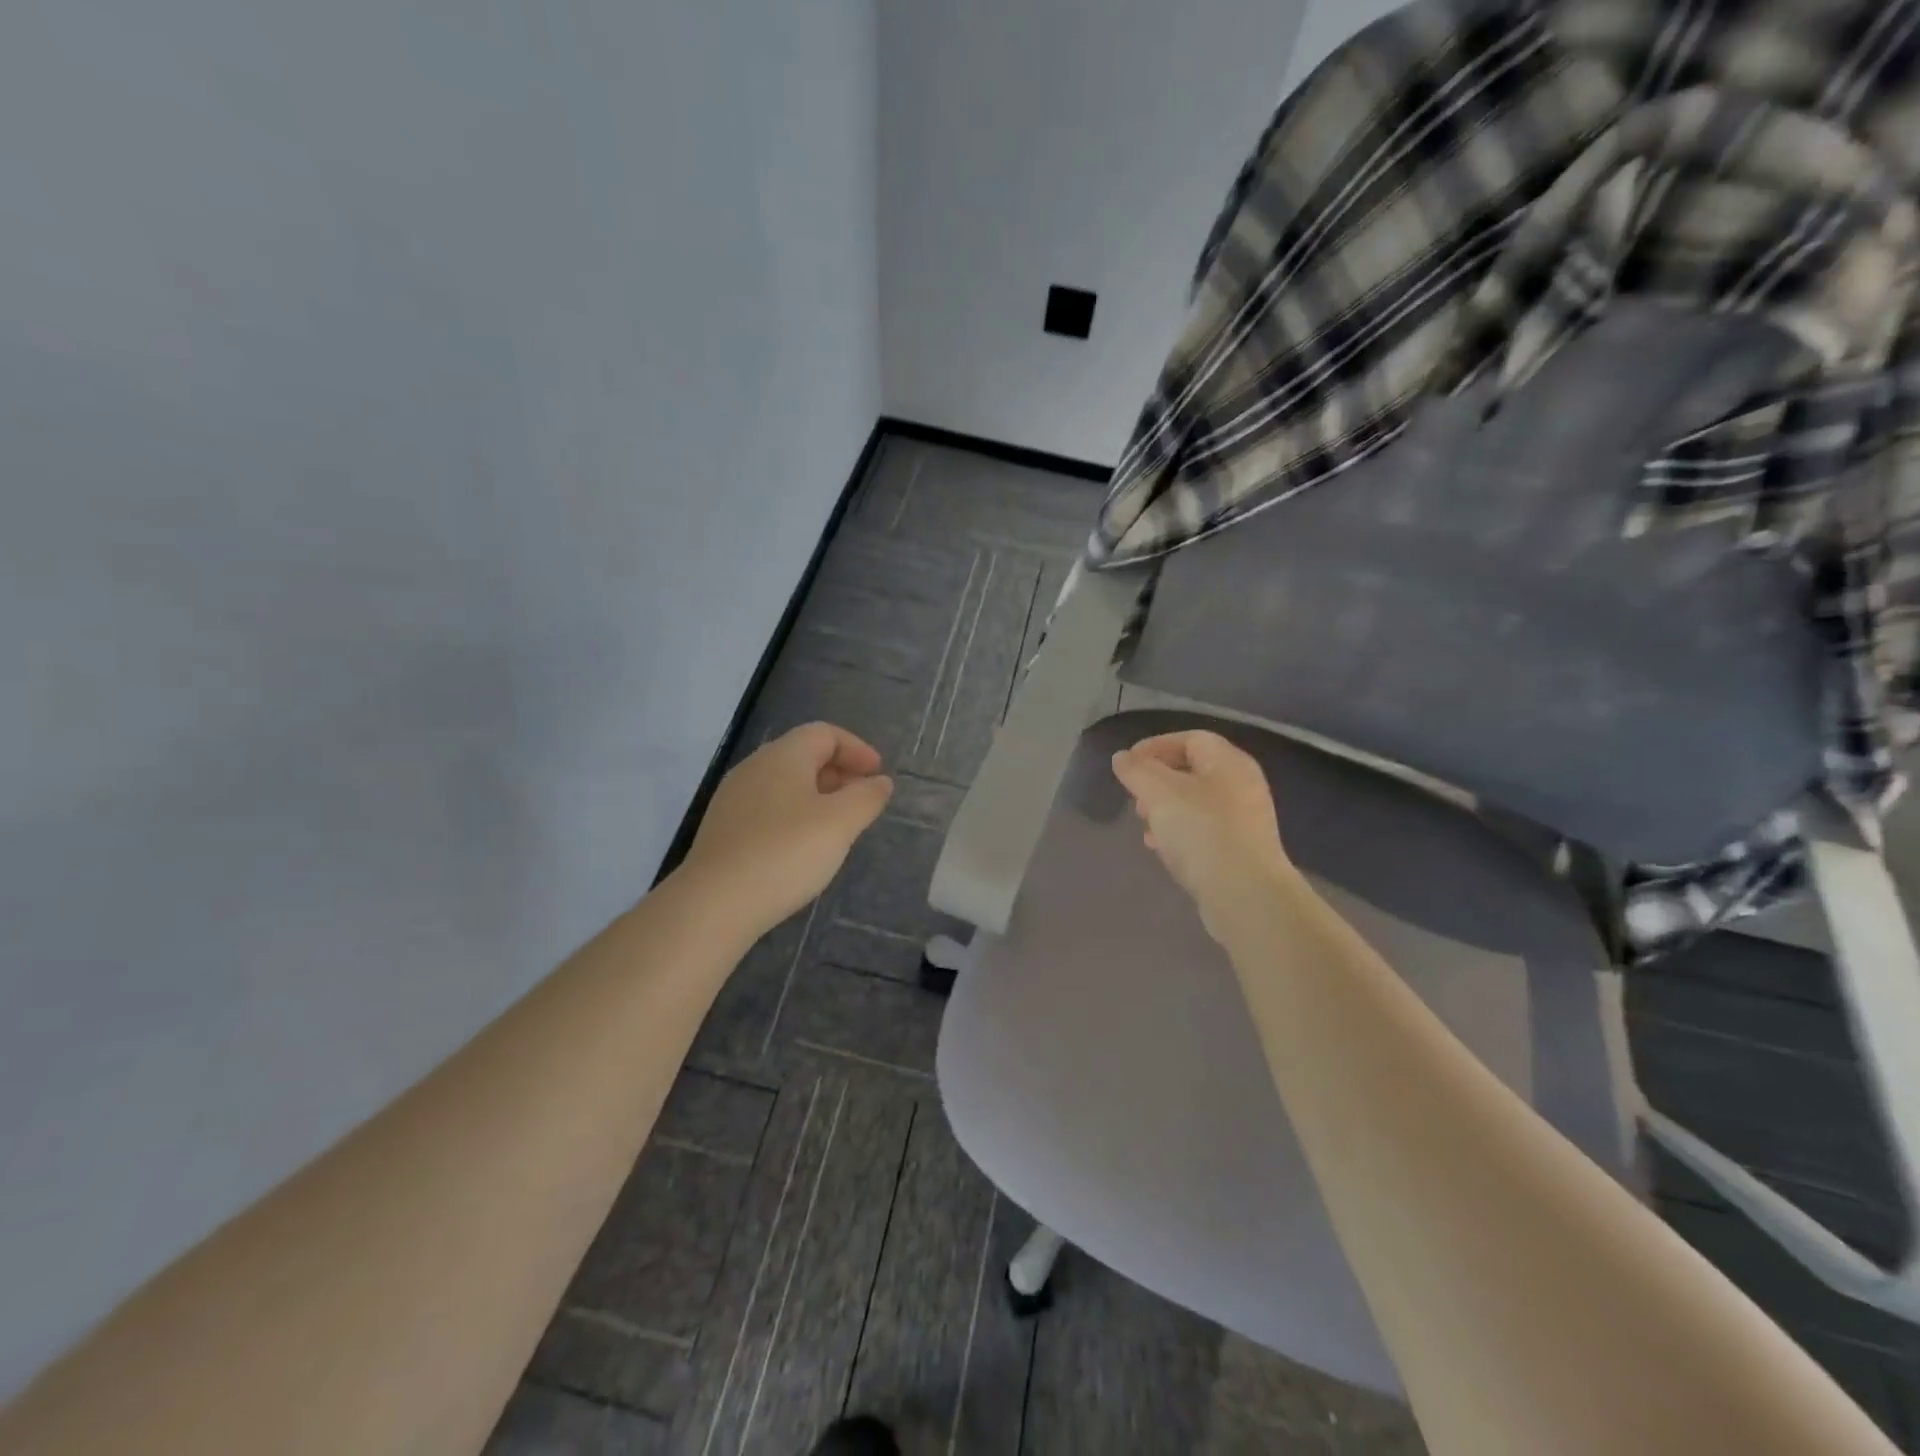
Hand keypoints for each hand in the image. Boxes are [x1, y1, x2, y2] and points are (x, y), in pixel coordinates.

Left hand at [681, 722, 893, 935]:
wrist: (714, 904)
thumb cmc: (786, 852)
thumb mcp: (840, 823)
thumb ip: (866, 797)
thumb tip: (880, 782)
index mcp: (783, 756)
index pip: (824, 733)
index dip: (856, 749)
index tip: (878, 774)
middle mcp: (754, 768)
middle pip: (802, 755)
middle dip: (838, 771)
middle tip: (863, 799)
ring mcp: (733, 799)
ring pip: (784, 783)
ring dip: (817, 795)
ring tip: (838, 825)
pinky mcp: (723, 829)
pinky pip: (767, 808)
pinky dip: (794, 814)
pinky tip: (803, 846)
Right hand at [1111, 730, 1294, 938]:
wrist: (1245, 895)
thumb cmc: (1202, 832)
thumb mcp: (1159, 793)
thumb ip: (1137, 771)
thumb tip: (1123, 757)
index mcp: (1228, 762)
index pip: (1190, 739)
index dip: (1155, 746)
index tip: (1126, 764)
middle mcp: (1241, 785)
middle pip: (1193, 770)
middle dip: (1157, 780)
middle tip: (1135, 796)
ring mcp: (1244, 820)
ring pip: (1196, 802)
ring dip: (1165, 808)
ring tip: (1144, 823)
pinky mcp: (1239, 850)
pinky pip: (1203, 830)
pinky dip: (1179, 832)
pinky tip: (1161, 848)